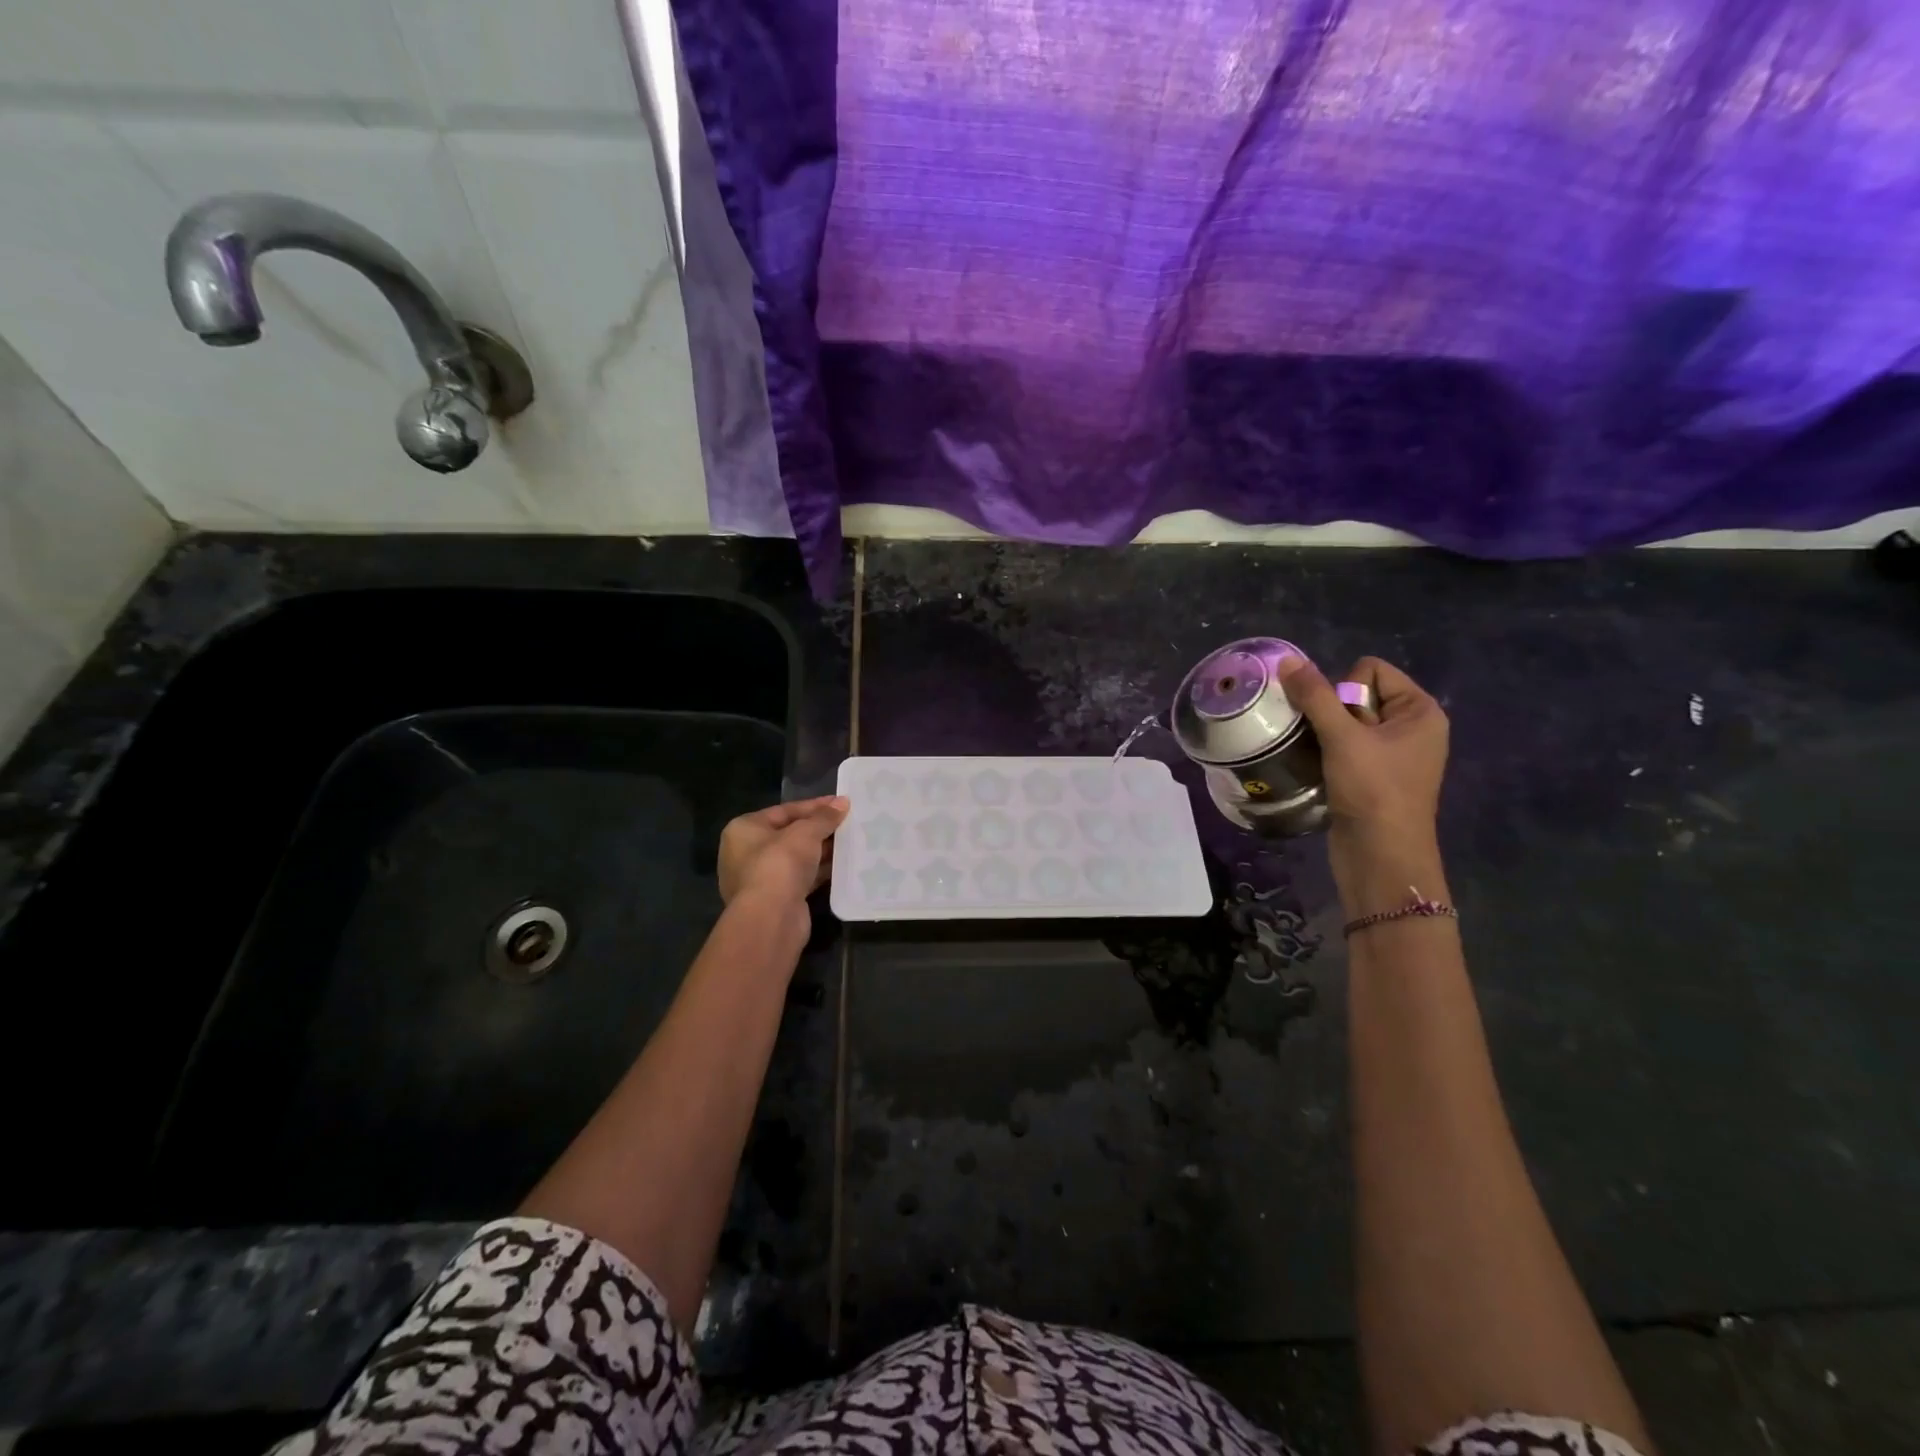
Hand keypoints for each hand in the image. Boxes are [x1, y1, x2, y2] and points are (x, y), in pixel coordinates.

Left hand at [718, 796, 848, 911]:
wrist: (770, 918)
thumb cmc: (780, 864)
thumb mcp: (805, 833)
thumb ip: (824, 817)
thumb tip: (843, 802)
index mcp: (743, 829)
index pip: (784, 811)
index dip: (815, 806)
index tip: (841, 803)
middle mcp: (745, 853)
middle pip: (789, 834)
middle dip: (818, 830)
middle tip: (847, 823)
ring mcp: (758, 879)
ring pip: (795, 858)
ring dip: (820, 852)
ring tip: (850, 843)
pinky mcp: (774, 900)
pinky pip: (800, 878)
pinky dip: (818, 872)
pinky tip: (842, 866)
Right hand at [1278, 655, 1448, 902]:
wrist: (1381, 856)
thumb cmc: (1373, 791)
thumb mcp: (1342, 738)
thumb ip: (1315, 696)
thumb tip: (1288, 660)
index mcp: (1419, 711)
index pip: (1370, 671)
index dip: (1345, 691)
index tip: (1342, 725)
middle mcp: (1411, 727)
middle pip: (1356, 696)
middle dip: (1330, 714)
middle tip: (1329, 744)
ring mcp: (1393, 754)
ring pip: (1344, 724)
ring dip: (1323, 735)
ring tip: (1317, 756)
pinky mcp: (1373, 777)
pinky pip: (1343, 748)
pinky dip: (1326, 754)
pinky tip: (1318, 770)